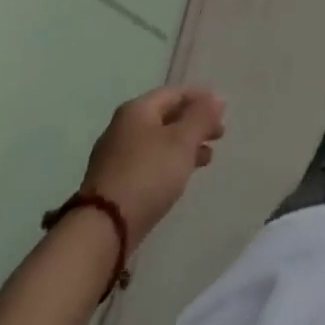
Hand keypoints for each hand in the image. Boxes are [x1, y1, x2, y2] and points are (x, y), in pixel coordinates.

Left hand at [82, 87, 226, 245]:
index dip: (201, 98)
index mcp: (137, 110)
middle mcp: (122, 128)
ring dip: (184, 146)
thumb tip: (216, 99)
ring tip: (207, 158)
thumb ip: (202, 116)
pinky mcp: (113, 185)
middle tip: (219, 135)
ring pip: (158, 142)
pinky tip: (180, 177)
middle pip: (166, 117)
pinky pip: (148, 163)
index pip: (175, 93)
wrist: (102, 231)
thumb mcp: (182, 140)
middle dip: (194, 124)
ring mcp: (114, 157)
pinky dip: (168, 163)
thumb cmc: (147, 175)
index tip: (223, 111)